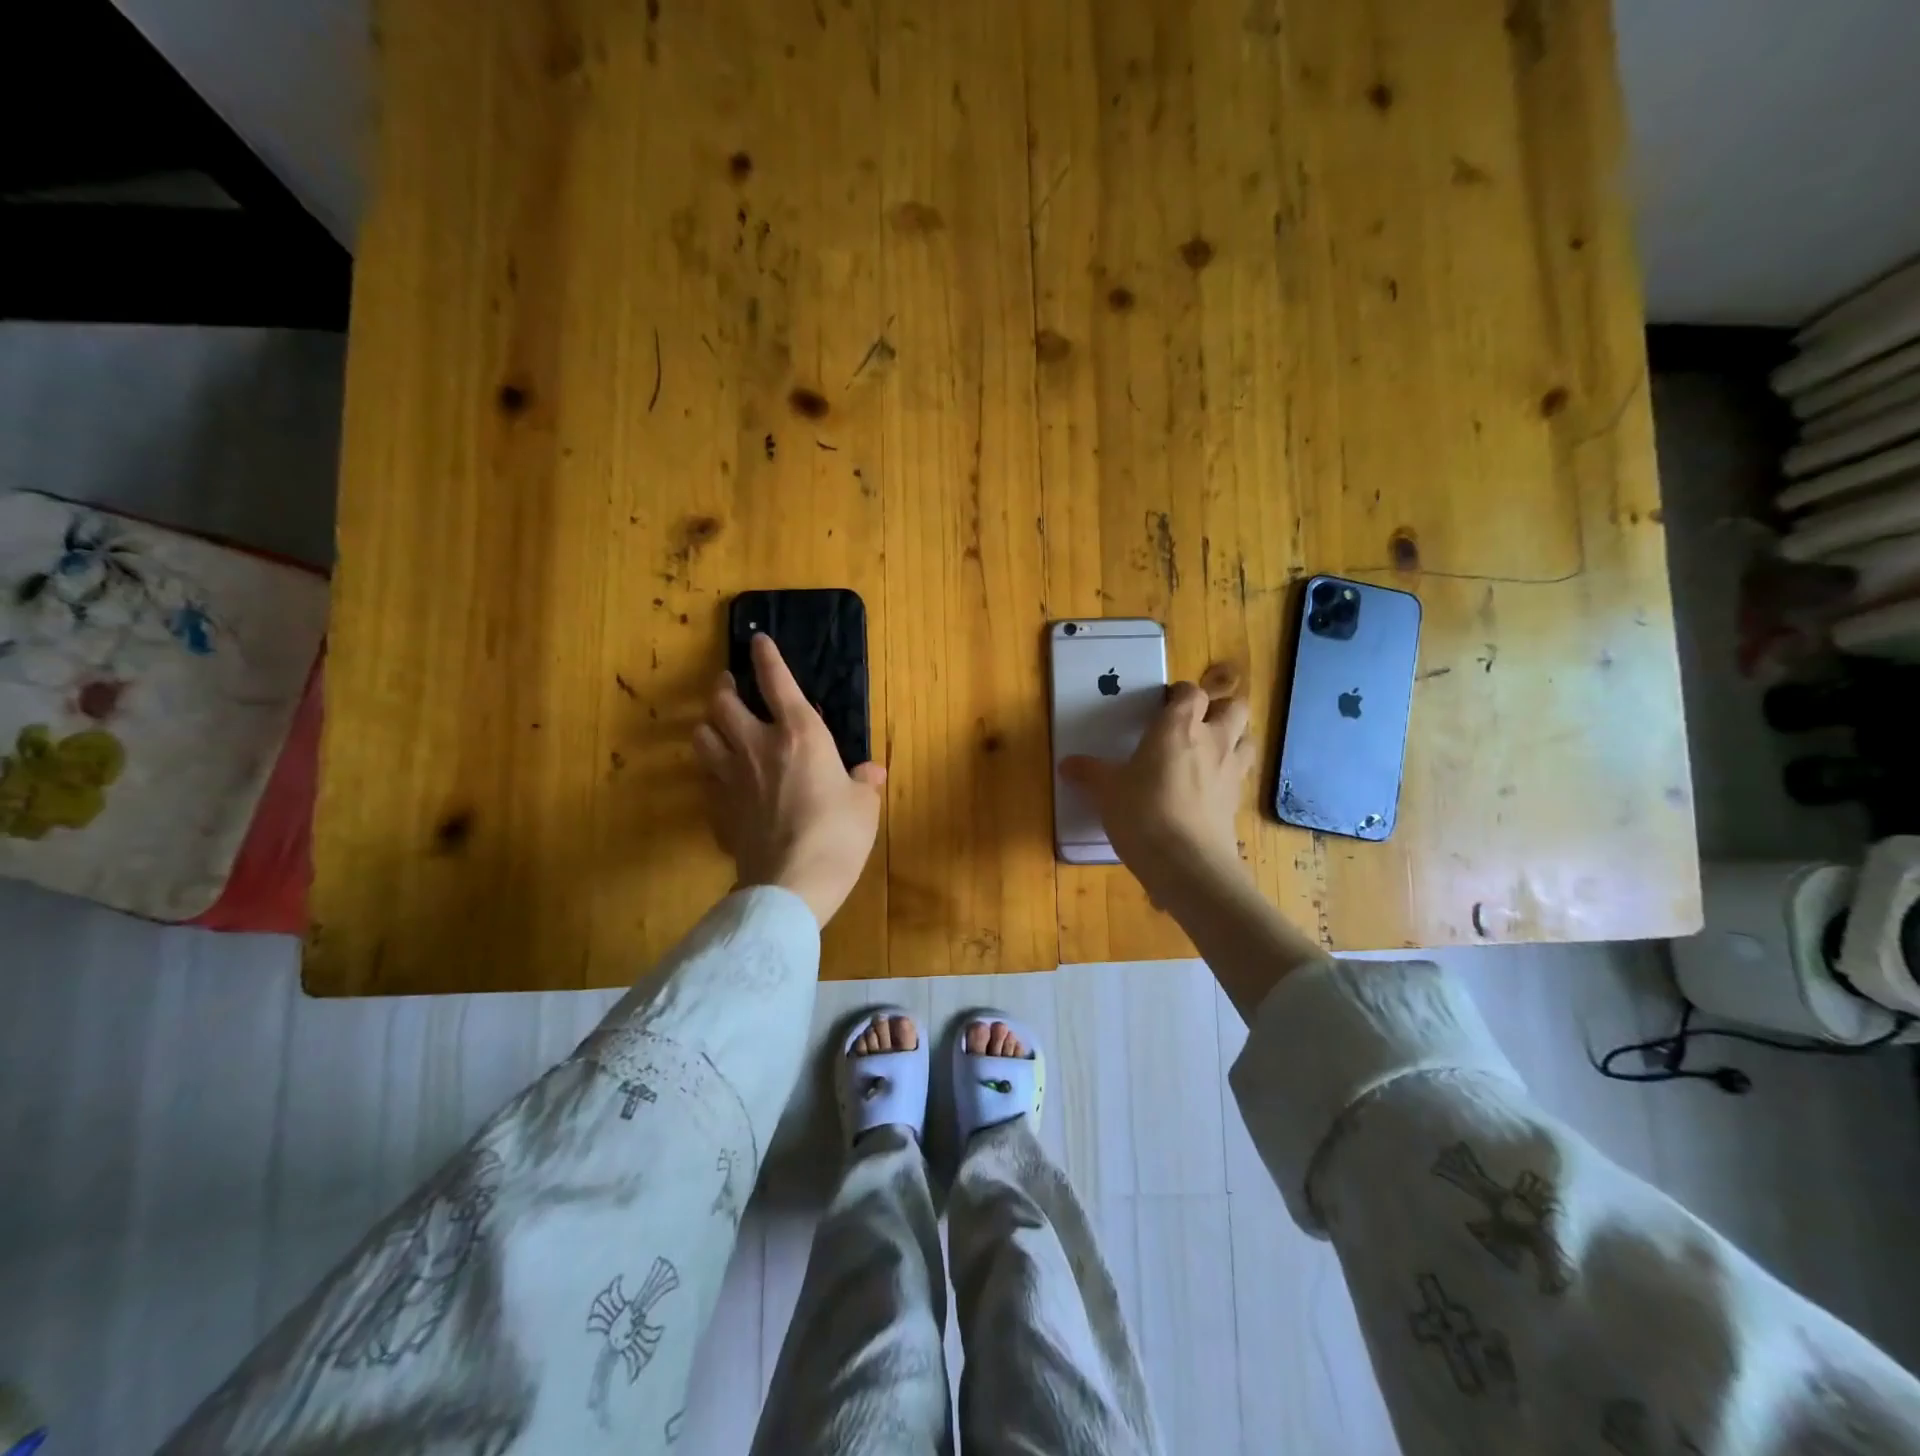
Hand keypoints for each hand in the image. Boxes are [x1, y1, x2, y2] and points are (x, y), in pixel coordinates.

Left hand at [693, 634, 886, 927]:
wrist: (790, 883)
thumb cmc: (836, 835)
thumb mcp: (864, 805)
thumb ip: (864, 782)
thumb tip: (870, 772)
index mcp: (799, 734)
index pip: (777, 681)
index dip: (767, 656)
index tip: (758, 640)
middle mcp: (757, 745)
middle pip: (723, 702)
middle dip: (725, 687)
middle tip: (731, 684)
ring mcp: (730, 777)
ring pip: (702, 735)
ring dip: (709, 723)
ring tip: (719, 724)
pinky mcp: (716, 807)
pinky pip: (705, 776)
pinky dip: (711, 768)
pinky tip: (721, 776)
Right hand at [1061, 665, 1253, 887]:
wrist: (1187, 863)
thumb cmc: (1142, 813)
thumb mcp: (1107, 791)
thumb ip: (1089, 773)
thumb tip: (1067, 764)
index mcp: (1178, 727)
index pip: (1190, 692)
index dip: (1180, 694)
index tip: (1165, 703)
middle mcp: (1212, 740)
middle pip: (1234, 707)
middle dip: (1219, 709)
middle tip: (1195, 723)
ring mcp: (1231, 770)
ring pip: (1247, 738)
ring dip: (1234, 737)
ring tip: (1211, 750)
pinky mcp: (1237, 801)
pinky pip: (1241, 774)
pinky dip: (1230, 773)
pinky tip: (1210, 787)